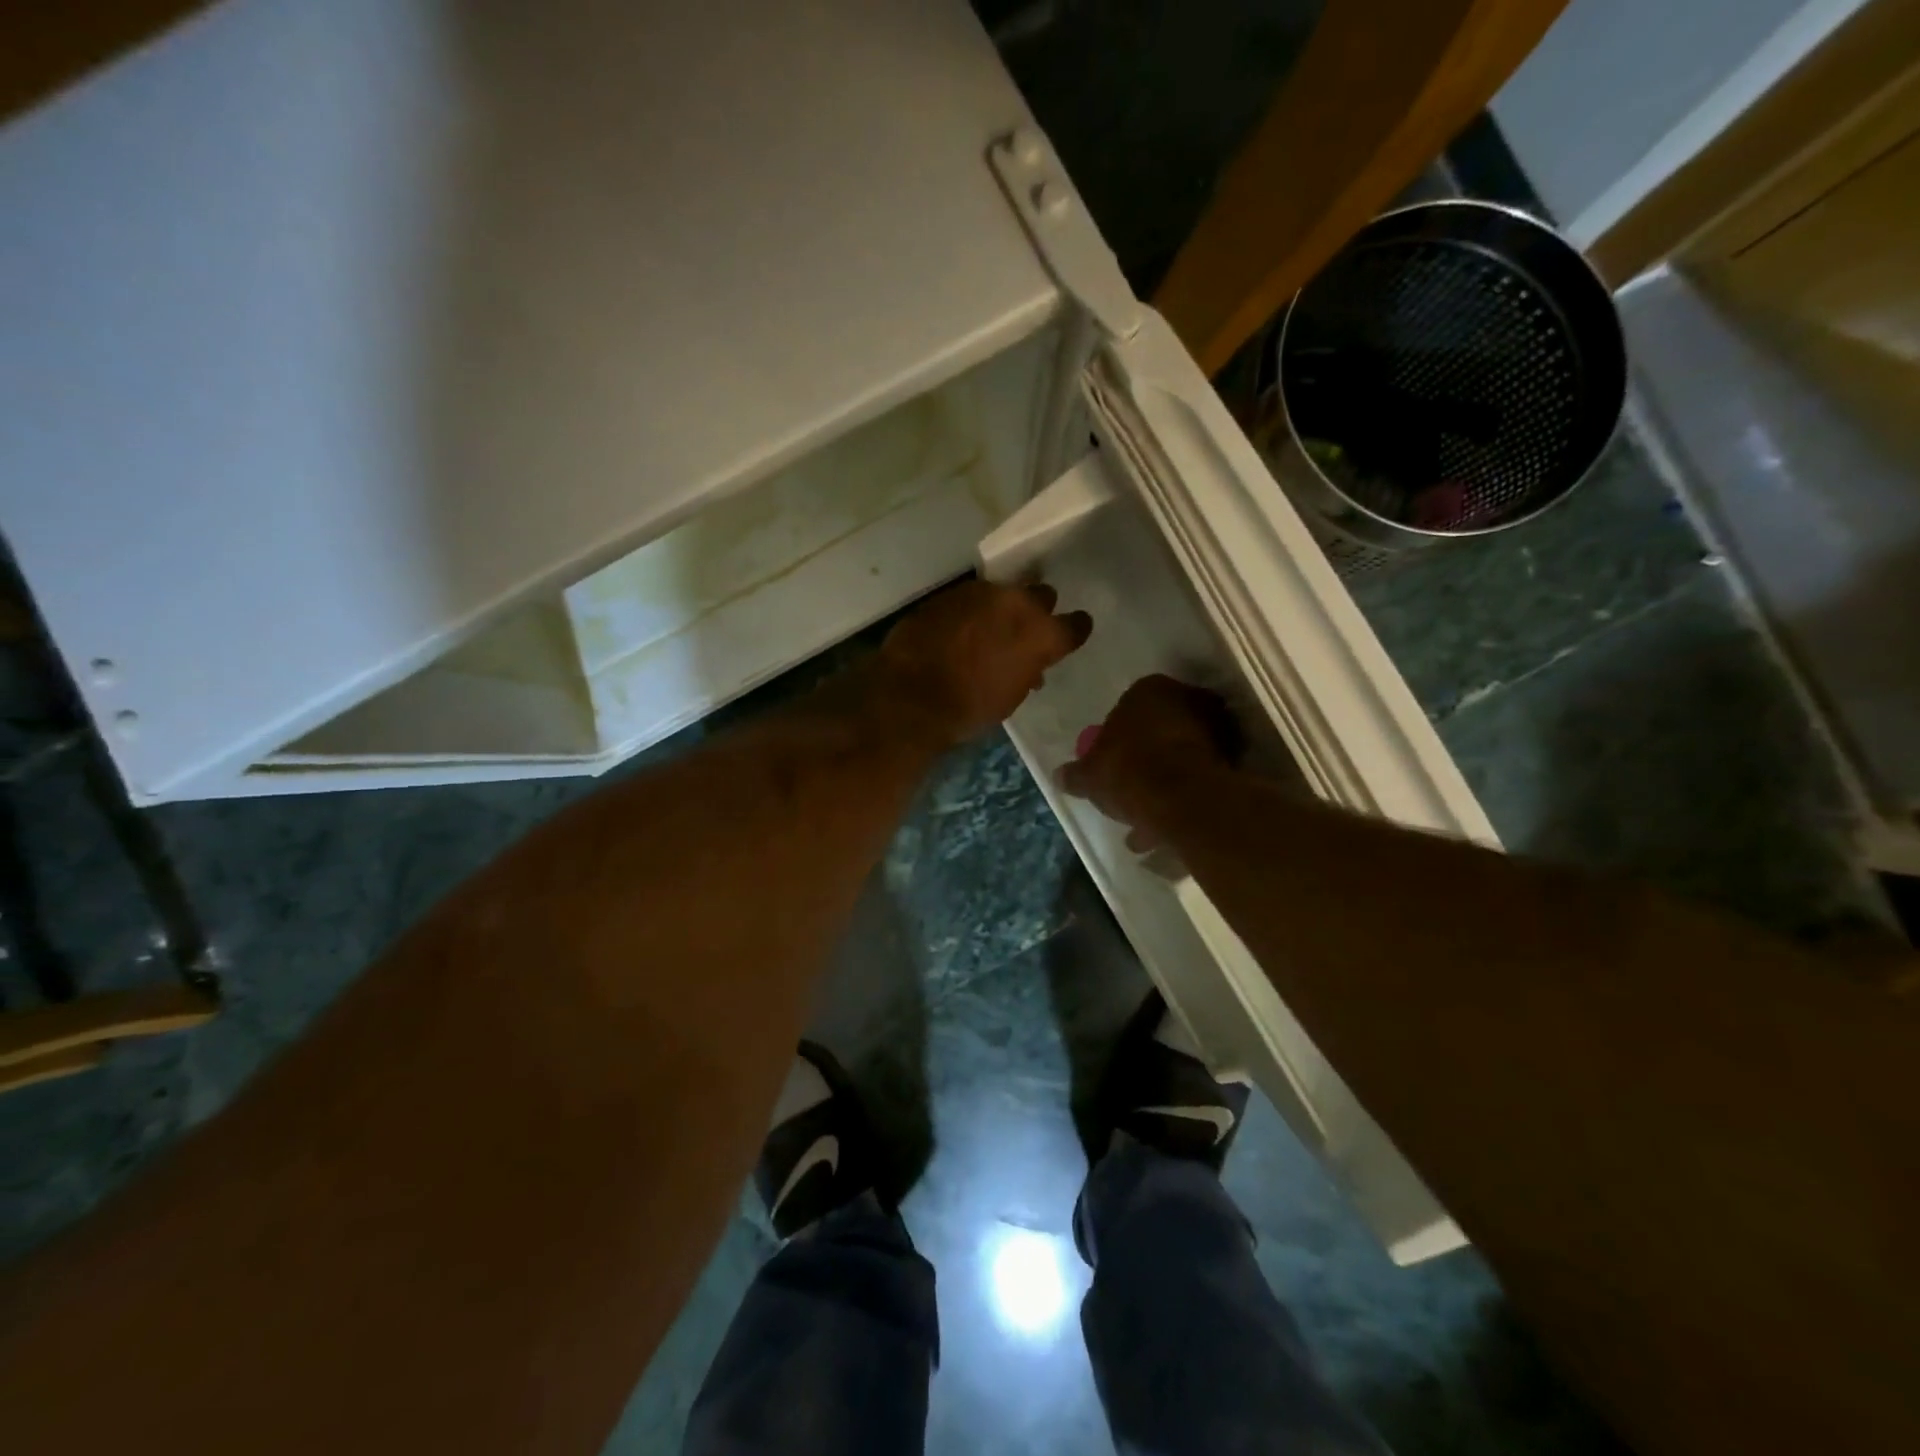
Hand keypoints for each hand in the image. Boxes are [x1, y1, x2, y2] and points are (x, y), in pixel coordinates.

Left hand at [880, 580, 1092, 744]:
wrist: (911, 695)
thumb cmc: (969, 708)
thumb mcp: (1010, 698)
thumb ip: (1027, 672)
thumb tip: (1031, 667)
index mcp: (1042, 634)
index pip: (1075, 625)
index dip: (1073, 631)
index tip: (1068, 636)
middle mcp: (1017, 603)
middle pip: (1041, 596)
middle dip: (1036, 611)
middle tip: (1023, 630)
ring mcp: (981, 593)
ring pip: (1003, 593)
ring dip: (1000, 609)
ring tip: (986, 631)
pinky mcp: (949, 593)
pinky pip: (971, 599)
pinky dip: (970, 612)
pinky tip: (958, 630)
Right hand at [1059, 675, 1241, 847]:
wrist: (1184, 800)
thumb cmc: (1129, 772)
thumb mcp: (1089, 776)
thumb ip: (1075, 774)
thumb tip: (1058, 775)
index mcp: (1148, 689)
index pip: (1129, 706)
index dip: (1118, 736)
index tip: (1111, 762)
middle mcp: (1186, 699)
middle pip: (1160, 729)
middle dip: (1146, 758)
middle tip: (1130, 788)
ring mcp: (1215, 727)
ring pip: (1182, 755)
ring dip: (1166, 782)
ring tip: (1146, 821)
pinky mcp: (1234, 758)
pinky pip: (1200, 777)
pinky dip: (1185, 797)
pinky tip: (1166, 828)